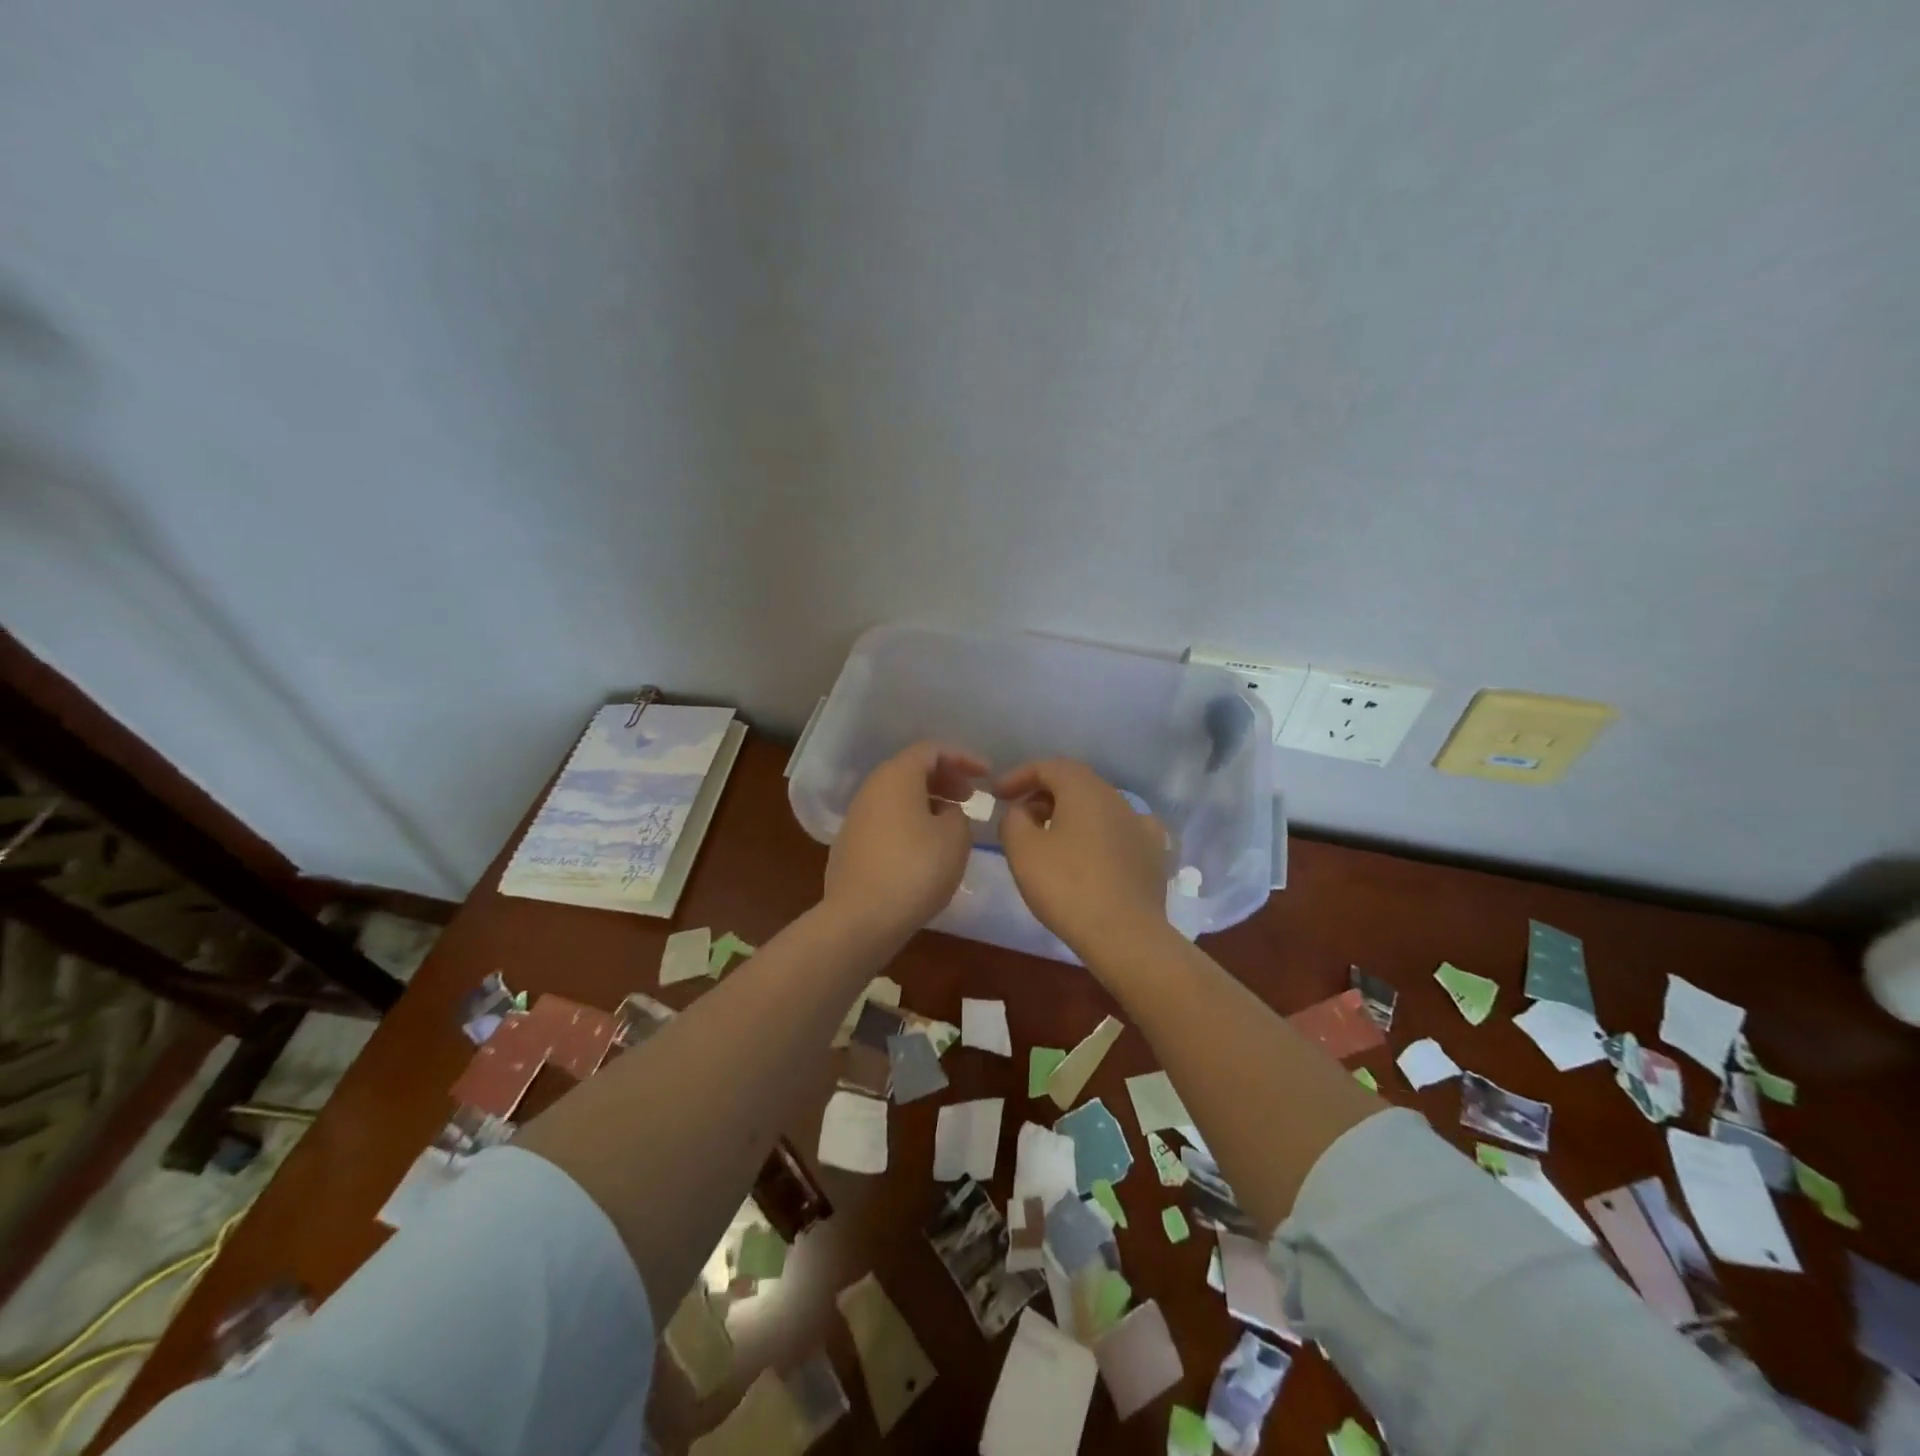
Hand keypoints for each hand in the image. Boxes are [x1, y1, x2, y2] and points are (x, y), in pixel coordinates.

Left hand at [824, 742, 986, 946]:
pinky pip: (887, 820)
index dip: (963, 758)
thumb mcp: (955, 838)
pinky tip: (926, 848)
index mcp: (896, 777)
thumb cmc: (915, 870)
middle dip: (945, 779)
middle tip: (971, 798)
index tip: (987, 776)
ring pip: (898, 796)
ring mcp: (856, 817)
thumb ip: (958, 815)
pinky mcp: (850, 845)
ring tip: (952, 824)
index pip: (931, 750)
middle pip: (911, 770)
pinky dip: (910, 822)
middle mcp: (871, 789)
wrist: (860, 919)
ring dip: (928, 802)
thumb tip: (943, 814)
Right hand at [994, 759, 1170, 962]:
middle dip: (1044, 793)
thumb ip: (1013, 819)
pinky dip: (1101, 833)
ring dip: (1071, 813)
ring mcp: (1140, 824)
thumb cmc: (1066, 887)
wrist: (1125, 934)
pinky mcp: (1153, 853)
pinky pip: (1122, 830)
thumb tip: (1021, 811)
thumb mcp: (1022, 850)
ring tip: (1051, 837)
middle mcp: (1116, 798)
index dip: (1019, 775)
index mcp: (1084, 789)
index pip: (1048, 766)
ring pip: (1099, 806)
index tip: (997, 794)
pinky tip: (1095, 850)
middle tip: (1020, 816)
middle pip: (1075, 783)